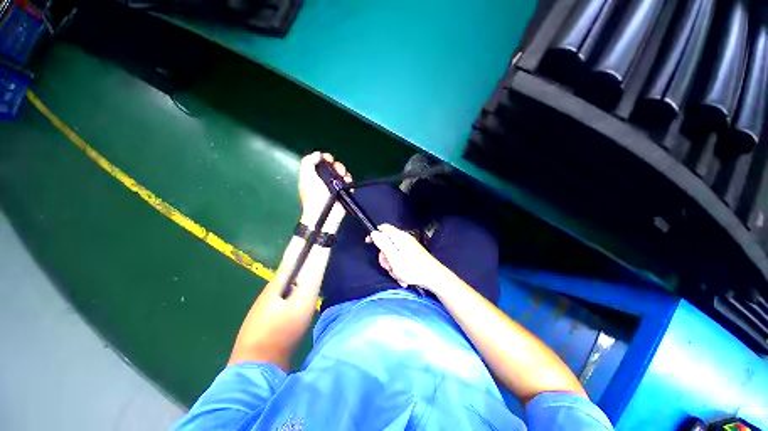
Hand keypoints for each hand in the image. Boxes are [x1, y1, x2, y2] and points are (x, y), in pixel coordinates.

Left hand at [299, 152, 351, 232]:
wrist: (325, 214)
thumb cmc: (314, 196)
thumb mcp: (306, 177)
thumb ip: (308, 162)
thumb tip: (317, 154)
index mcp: (314, 176)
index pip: (320, 162)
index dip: (325, 158)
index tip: (328, 159)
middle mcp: (324, 180)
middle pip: (333, 166)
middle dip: (337, 166)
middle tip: (337, 170)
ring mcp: (335, 187)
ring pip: (342, 174)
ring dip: (344, 173)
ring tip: (343, 177)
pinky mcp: (344, 193)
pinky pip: (349, 183)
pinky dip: (349, 181)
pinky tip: (347, 183)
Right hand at [368, 224, 447, 291]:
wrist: (433, 277)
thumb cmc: (412, 268)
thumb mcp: (394, 257)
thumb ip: (383, 244)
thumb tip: (374, 232)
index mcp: (399, 237)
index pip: (383, 228)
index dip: (375, 234)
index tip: (369, 243)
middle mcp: (404, 239)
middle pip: (387, 242)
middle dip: (384, 255)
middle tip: (388, 265)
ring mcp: (409, 246)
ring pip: (393, 253)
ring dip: (392, 264)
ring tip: (398, 273)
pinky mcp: (412, 254)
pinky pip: (400, 258)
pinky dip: (399, 267)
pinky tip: (403, 276)